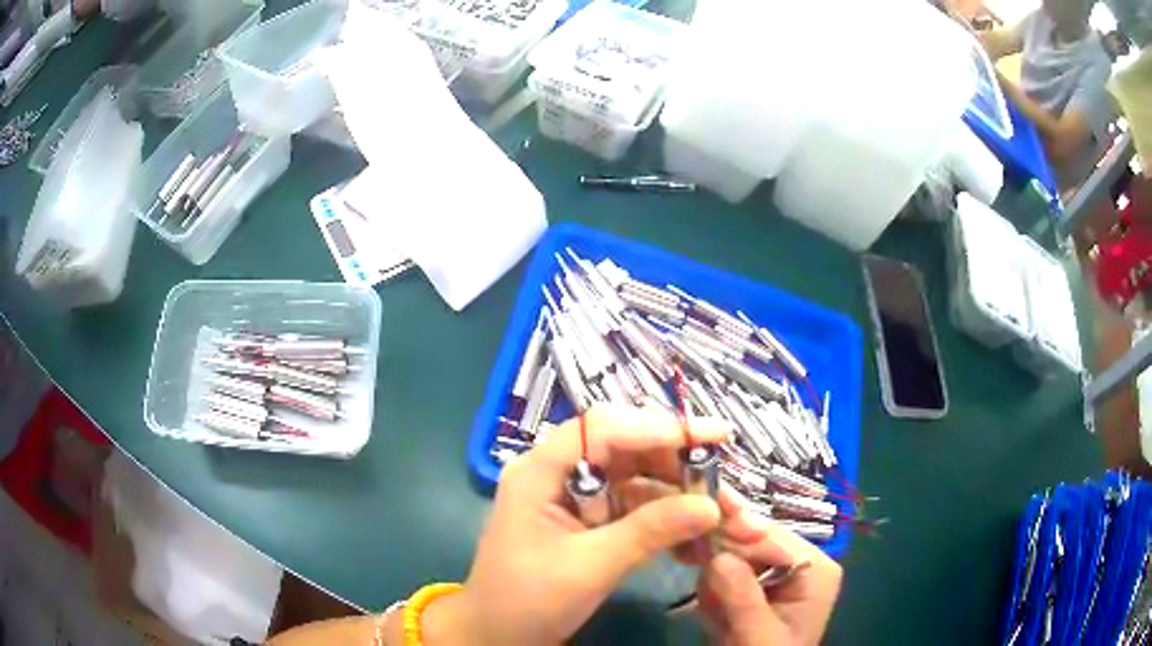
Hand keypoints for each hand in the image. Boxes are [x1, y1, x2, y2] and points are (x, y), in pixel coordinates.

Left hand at [446, 405, 730, 644]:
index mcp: (541, 470)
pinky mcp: (591, 520)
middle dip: (679, 464)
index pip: (604, 429)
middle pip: (627, 448)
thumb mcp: (589, 567)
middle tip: (725, 485)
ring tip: (725, 513)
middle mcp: (560, 472)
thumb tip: (710, 507)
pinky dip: (667, 517)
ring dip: (681, 494)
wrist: (498, 635)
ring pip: (638, 478)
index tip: (712, 436)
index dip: (659, 427)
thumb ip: (648, 532)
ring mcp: (577, 496)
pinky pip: (636, 506)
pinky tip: (697, 532)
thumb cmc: (528, 600)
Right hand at [696, 502, 842, 645]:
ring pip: (734, 558)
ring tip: (714, 617)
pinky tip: (716, 617)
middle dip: (721, 563)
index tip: (696, 535)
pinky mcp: (760, 587)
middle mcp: (801, 563)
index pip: (772, 536)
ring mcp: (780, 574)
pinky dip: (714, 593)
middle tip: (696, 578)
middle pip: (752, 542)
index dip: (734, 533)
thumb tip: (718, 555)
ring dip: (714, 584)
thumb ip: (743, 597)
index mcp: (815, 569)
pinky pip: (728, 574)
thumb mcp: (758, 635)